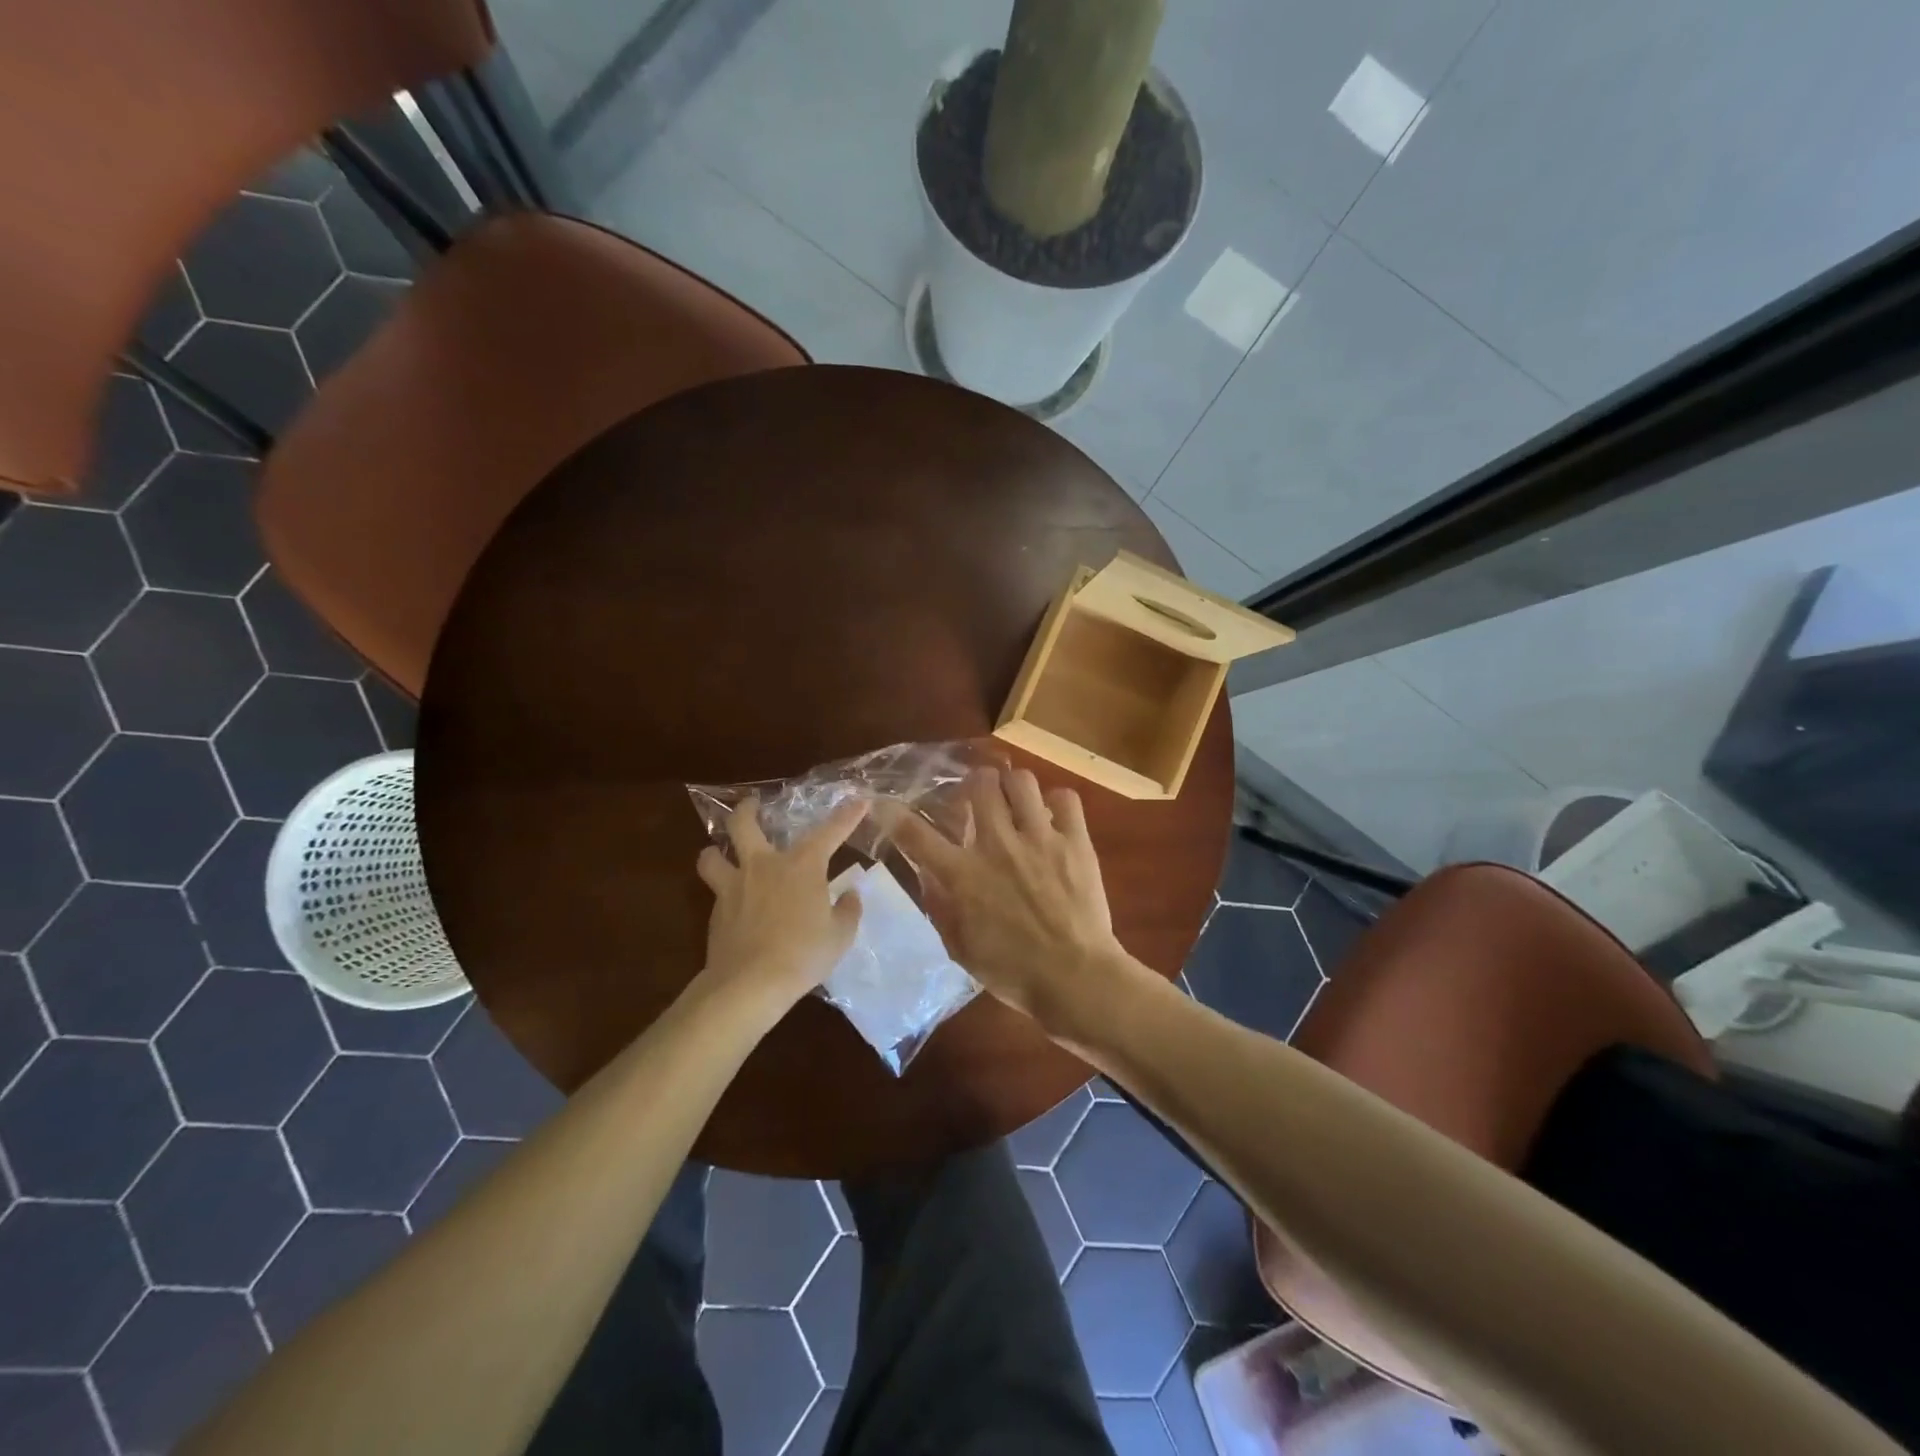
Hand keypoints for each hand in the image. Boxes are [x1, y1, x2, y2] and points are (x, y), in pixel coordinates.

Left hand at [696, 796, 866, 1010]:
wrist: (750, 983)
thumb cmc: (803, 954)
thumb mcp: (839, 935)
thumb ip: (847, 910)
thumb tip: (850, 894)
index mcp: (802, 865)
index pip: (830, 832)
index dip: (847, 815)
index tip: (859, 801)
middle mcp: (764, 865)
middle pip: (743, 824)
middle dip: (747, 810)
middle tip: (752, 805)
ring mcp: (734, 886)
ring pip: (712, 855)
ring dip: (716, 851)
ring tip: (721, 853)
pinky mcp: (716, 911)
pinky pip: (715, 890)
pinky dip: (721, 890)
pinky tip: (732, 904)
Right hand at [886, 767, 1128, 1033]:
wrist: (1076, 978)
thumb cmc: (1013, 971)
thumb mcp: (960, 947)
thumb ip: (940, 906)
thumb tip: (928, 874)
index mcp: (963, 875)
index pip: (916, 834)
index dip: (893, 813)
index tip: (883, 802)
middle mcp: (998, 846)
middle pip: (979, 784)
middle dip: (974, 784)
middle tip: (978, 798)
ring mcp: (1040, 838)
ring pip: (1021, 780)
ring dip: (1013, 787)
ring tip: (1016, 801)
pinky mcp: (1075, 841)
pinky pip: (1065, 798)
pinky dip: (1057, 802)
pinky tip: (1053, 818)